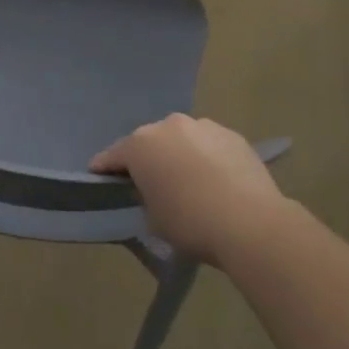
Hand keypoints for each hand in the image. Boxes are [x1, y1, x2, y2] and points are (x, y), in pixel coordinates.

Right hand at [91, 114, 288, 265]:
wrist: (250, 222)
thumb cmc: (191, 222)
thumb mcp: (153, 218)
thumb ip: (146, 197)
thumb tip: (155, 190)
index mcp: (141, 144)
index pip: (114, 155)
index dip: (105, 167)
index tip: (98, 176)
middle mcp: (169, 125)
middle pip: (150, 142)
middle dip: (147, 158)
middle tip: (150, 182)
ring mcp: (203, 126)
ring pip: (182, 139)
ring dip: (179, 154)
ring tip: (189, 180)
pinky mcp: (232, 135)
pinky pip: (209, 145)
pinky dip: (206, 157)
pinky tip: (215, 179)